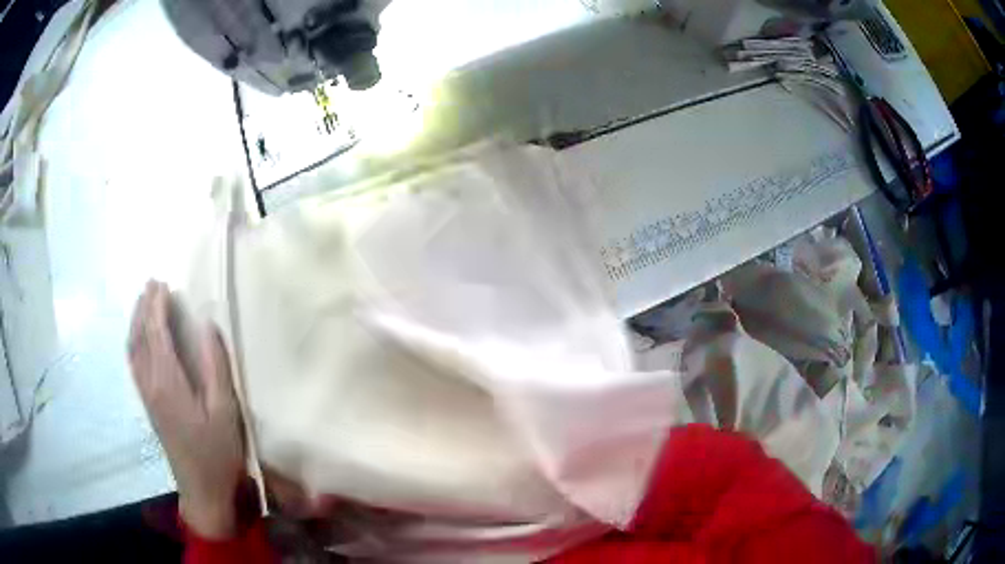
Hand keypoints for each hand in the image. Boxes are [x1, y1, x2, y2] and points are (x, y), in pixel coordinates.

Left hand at [127, 280, 244, 538]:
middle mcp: (150, 383)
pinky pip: (134, 362)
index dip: (156, 305)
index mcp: (168, 381)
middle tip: (152, 283)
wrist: (203, 490)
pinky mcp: (149, 404)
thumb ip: (215, 365)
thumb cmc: (217, 451)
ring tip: (143, 302)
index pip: (156, 332)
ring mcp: (147, 395)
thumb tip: (207, 325)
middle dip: (143, 307)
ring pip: (133, 349)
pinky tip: (140, 339)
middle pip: (139, 336)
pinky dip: (134, 341)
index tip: (163, 283)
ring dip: (136, 321)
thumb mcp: (225, 410)